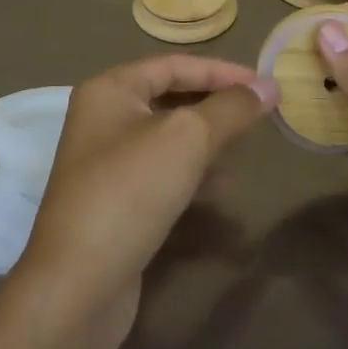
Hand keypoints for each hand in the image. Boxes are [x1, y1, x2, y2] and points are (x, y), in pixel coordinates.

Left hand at [17, 55, 275, 338]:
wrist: (78, 283)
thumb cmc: (131, 190)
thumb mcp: (187, 137)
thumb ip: (230, 108)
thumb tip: (268, 86)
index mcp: (109, 89)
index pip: (173, 65)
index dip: (221, 71)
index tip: (263, 86)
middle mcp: (102, 118)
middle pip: (169, 98)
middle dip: (215, 105)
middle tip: (258, 115)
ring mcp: (105, 162)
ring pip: (167, 137)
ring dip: (207, 141)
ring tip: (245, 150)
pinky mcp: (114, 201)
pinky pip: (160, 172)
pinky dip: (192, 173)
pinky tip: (222, 189)